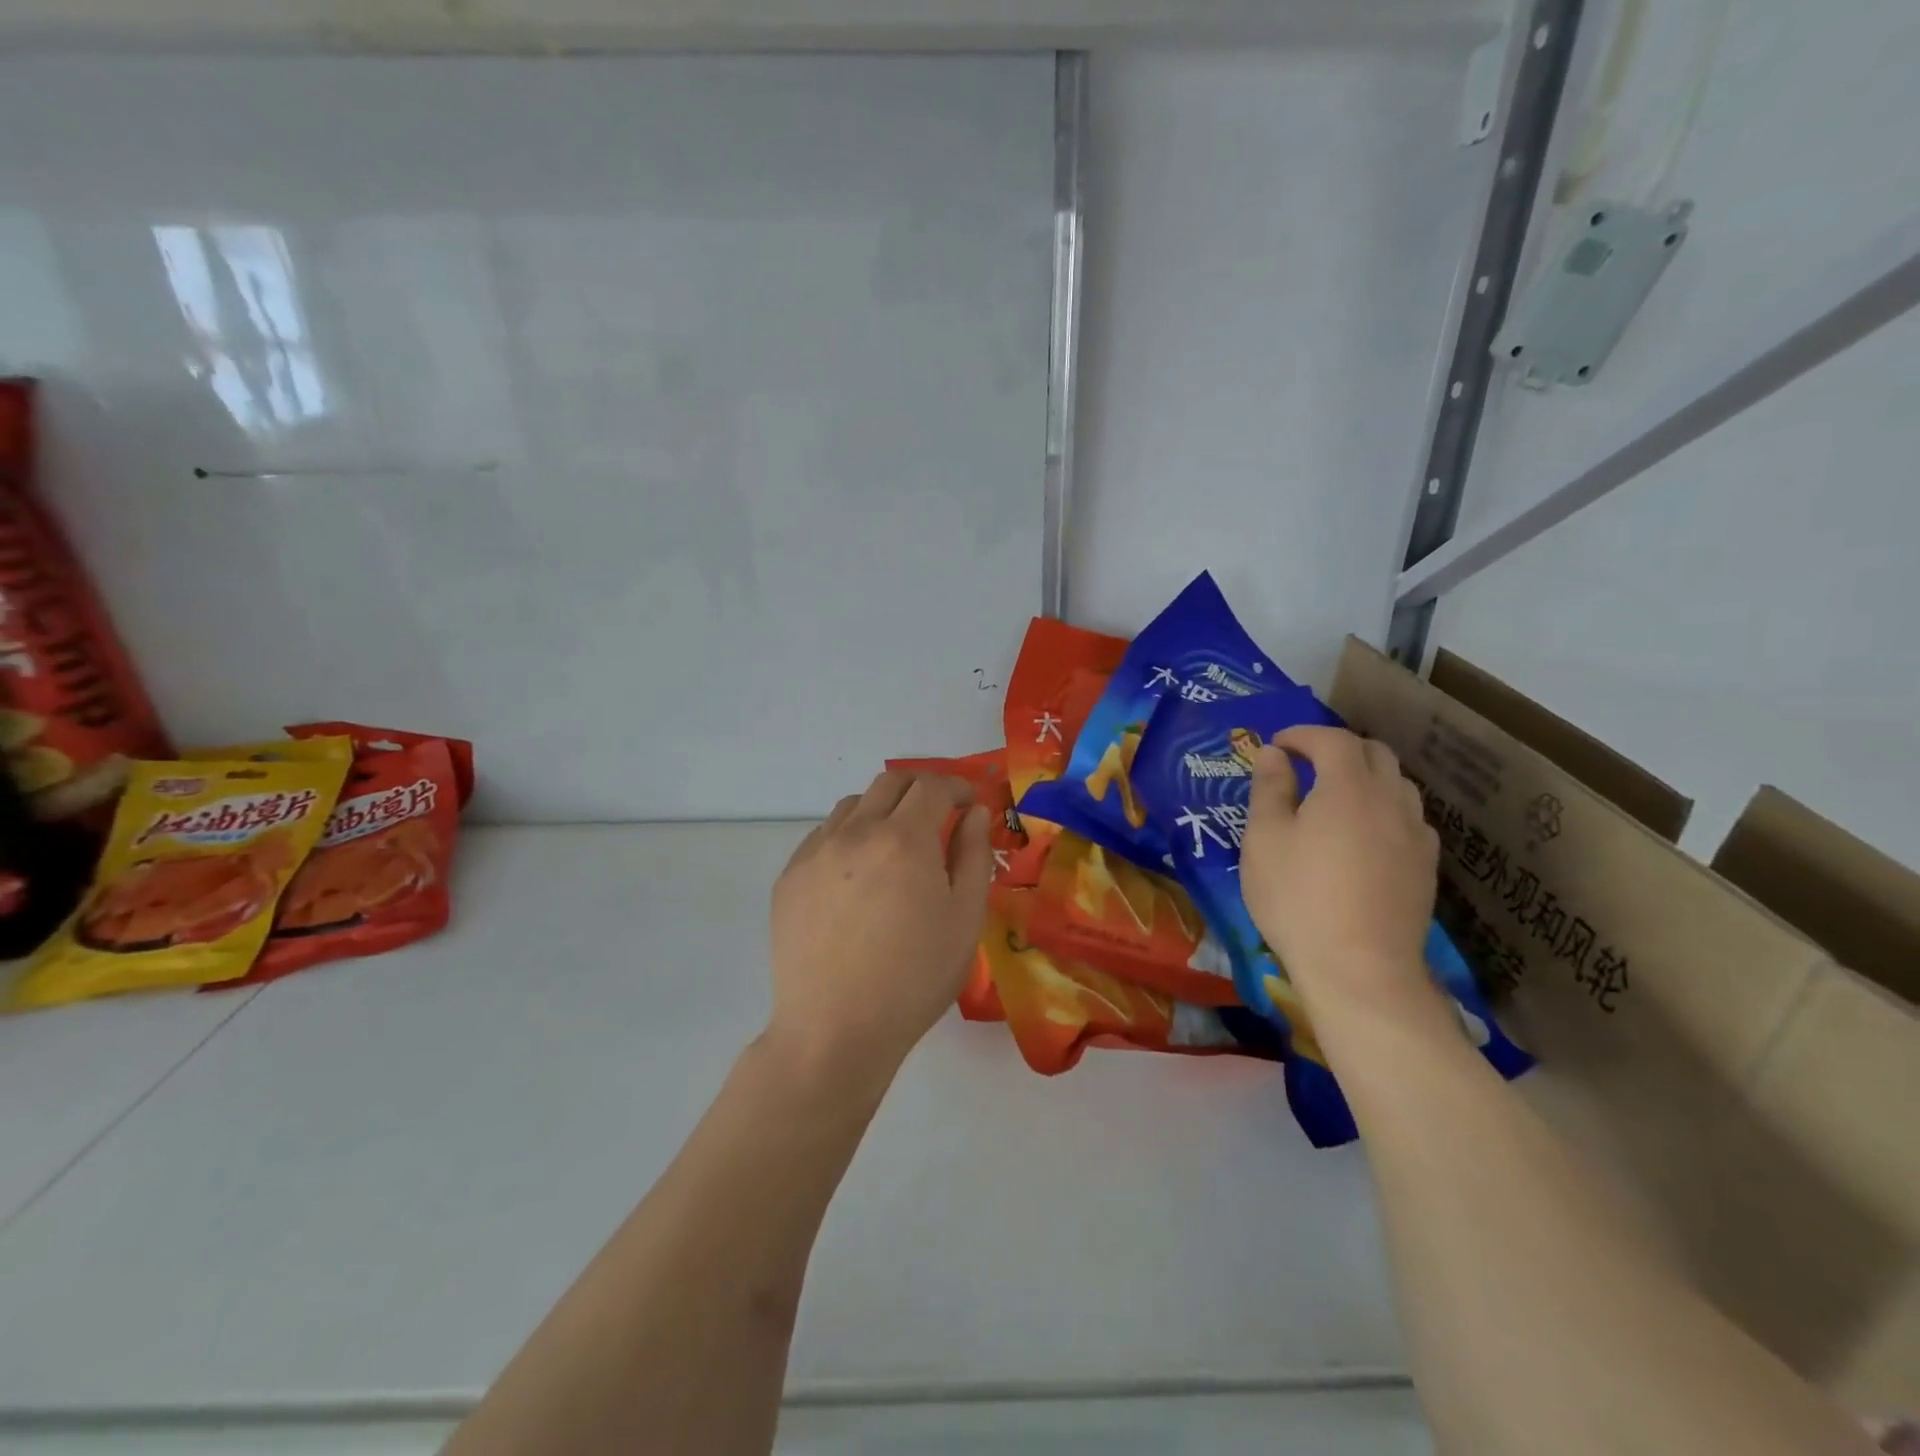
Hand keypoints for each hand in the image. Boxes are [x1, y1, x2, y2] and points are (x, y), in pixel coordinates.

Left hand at [765, 770, 993, 1093]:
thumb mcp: (964, 919)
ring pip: (852, 806)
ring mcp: (815, 852)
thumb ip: (973, 855)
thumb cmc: (914, 978)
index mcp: (903, 839)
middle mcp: (855, 832)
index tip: (970, 802)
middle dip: (921, 787)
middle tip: (938, 812)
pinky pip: (823, 836)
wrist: (834, 1029)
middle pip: (890, 782)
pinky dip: (849, 836)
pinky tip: (857, 876)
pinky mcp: (789, 877)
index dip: (958, 786)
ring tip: (895, 846)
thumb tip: (974, 813)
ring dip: (882, 809)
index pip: (932, 786)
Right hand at [1239, 727, 1442, 1031]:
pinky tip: (1365, 835)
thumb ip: (1269, 789)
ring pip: (1398, 784)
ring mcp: (1416, 835)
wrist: (1360, 969)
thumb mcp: (1264, 840)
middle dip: (1338, 749)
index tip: (1277, 744)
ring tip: (1335, 797)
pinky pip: (1409, 818)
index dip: (1303, 733)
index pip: (1332, 739)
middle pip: (1374, 753)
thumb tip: (1273, 753)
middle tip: (1305, 765)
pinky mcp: (1426, 867)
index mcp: (1348, 788)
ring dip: (1366, 777)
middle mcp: (1391, 800)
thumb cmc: (1298, 898)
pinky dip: (1384, 809)